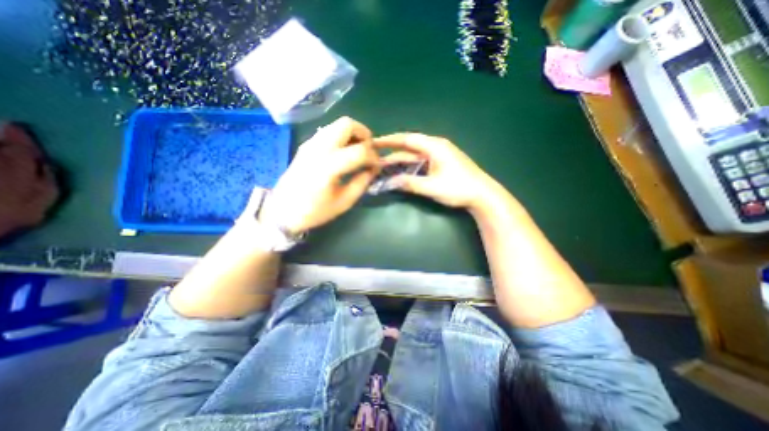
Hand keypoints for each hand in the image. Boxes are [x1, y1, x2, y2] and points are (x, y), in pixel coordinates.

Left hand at [253, 117, 381, 234]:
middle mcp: (319, 148)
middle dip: (364, 134)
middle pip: (347, 124)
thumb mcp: (344, 202)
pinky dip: (341, 137)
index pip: (360, 151)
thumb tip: (373, 169)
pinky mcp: (306, 145)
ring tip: (357, 152)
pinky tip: (343, 154)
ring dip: (352, 134)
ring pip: (336, 124)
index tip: (377, 167)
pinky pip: (328, 132)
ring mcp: (310, 144)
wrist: (282, 211)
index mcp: (328, 166)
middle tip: (369, 151)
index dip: (374, 157)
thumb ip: (362, 183)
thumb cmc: (314, 211)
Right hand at [373, 131, 498, 210]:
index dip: (389, 140)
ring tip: (384, 164)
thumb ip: (410, 183)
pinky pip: (421, 160)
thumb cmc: (458, 188)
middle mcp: (436, 146)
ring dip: (401, 160)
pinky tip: (402, 170)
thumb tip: (389, 182)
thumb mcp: (432, 187)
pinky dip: (410, 165)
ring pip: (415, 154)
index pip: (407, 139)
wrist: (483, 195)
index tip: (374, 142)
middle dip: (392, 151)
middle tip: (375, 155)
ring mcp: (440, 154)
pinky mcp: (442, 163)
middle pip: (410, 146)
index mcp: (434, 146)